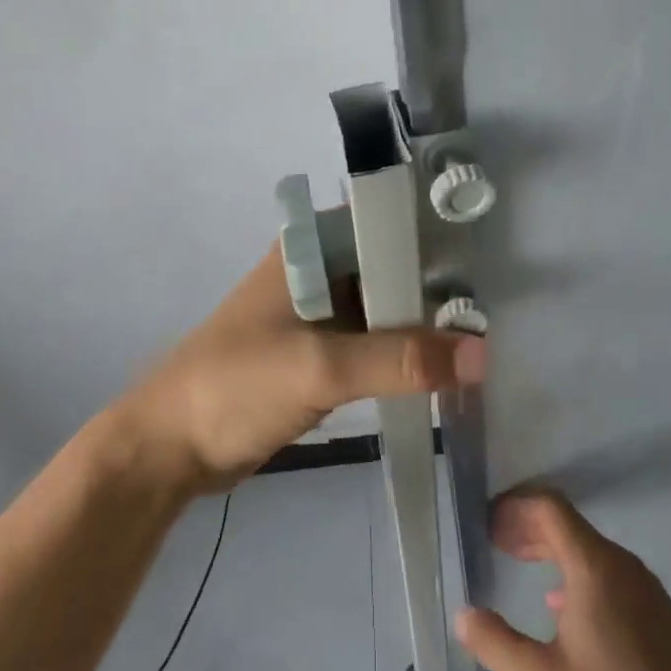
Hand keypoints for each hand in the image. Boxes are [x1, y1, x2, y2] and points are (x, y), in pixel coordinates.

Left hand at [116, 244, 488, 492]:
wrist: (170, 447)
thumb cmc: (236, 385)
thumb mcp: (320, 367)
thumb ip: (400, 359)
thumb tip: (482, 354)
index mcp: (312, 247)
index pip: (387, 223)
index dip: (436, 238)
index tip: (490, 260)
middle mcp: (320, 270)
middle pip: (392, 267)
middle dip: (439, 288)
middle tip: (500, 310)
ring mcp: (320, 313)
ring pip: (386, 308)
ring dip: (425, 324)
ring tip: (484, 339)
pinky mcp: (321, 352)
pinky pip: (375, 343)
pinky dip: (405, 354)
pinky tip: (445, 367)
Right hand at [454, 489, 670, 670]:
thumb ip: (498, 644)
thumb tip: (463, 615)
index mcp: (593, 566)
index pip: (549, 508)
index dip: (515, 506)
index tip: (487, 522)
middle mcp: (620, 562)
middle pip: (567, 524)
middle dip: (527, 527)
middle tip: (494, 542)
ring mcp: (643, 583)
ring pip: (587, 547)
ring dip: (550, 548)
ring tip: (519, 564)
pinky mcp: (656, 607)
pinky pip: (606, 569)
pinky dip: (574, 569)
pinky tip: (559, 606)